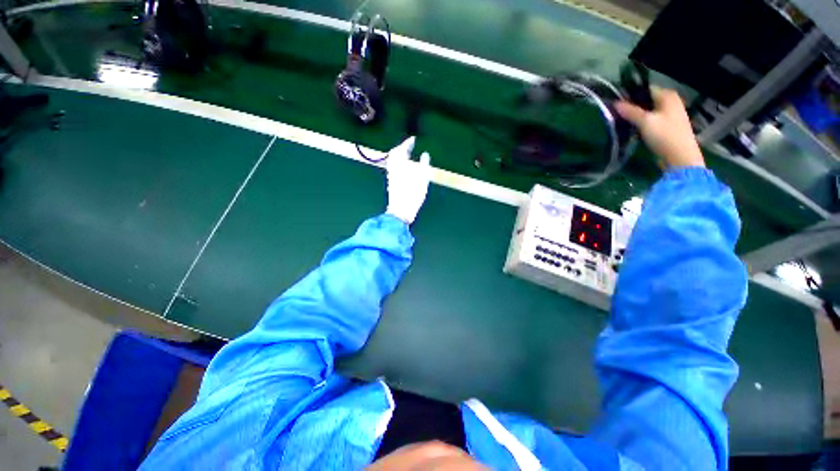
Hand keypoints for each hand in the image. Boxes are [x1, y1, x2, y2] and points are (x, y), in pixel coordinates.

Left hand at [385, 136, 431, 224]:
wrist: (400, 210)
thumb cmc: (412, 195)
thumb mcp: (422, 179)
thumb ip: (423, 165)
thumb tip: (424, 155)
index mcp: (400, 165)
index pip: (402, 149)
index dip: (408, 143)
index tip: (413, 139)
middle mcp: (393, 168)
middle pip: (395, 154)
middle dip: (402, 148)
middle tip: (409, 146)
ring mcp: (391, 176)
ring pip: (393, 161)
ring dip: (400, 156)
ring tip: (408, 156)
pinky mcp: (392, 183)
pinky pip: (394, 168)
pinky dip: (400, 164)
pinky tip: (405, 169)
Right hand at [615, 87, 705, 168]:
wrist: (680, 156)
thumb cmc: (664, 135)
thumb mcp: (645, 122)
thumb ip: (630, 111)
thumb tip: (615, 103)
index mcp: (667, 96)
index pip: (645, 90)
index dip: (630, 96)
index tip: (616, 104)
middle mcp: (671, 102)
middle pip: (647, 101)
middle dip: (632, 107)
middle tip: (617, 115)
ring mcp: (671, 114)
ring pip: (649, 111)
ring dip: (636, 116)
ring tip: (623, 122)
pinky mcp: (668, 126)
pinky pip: (652, 120)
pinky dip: (643, 123)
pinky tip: (634, 129)